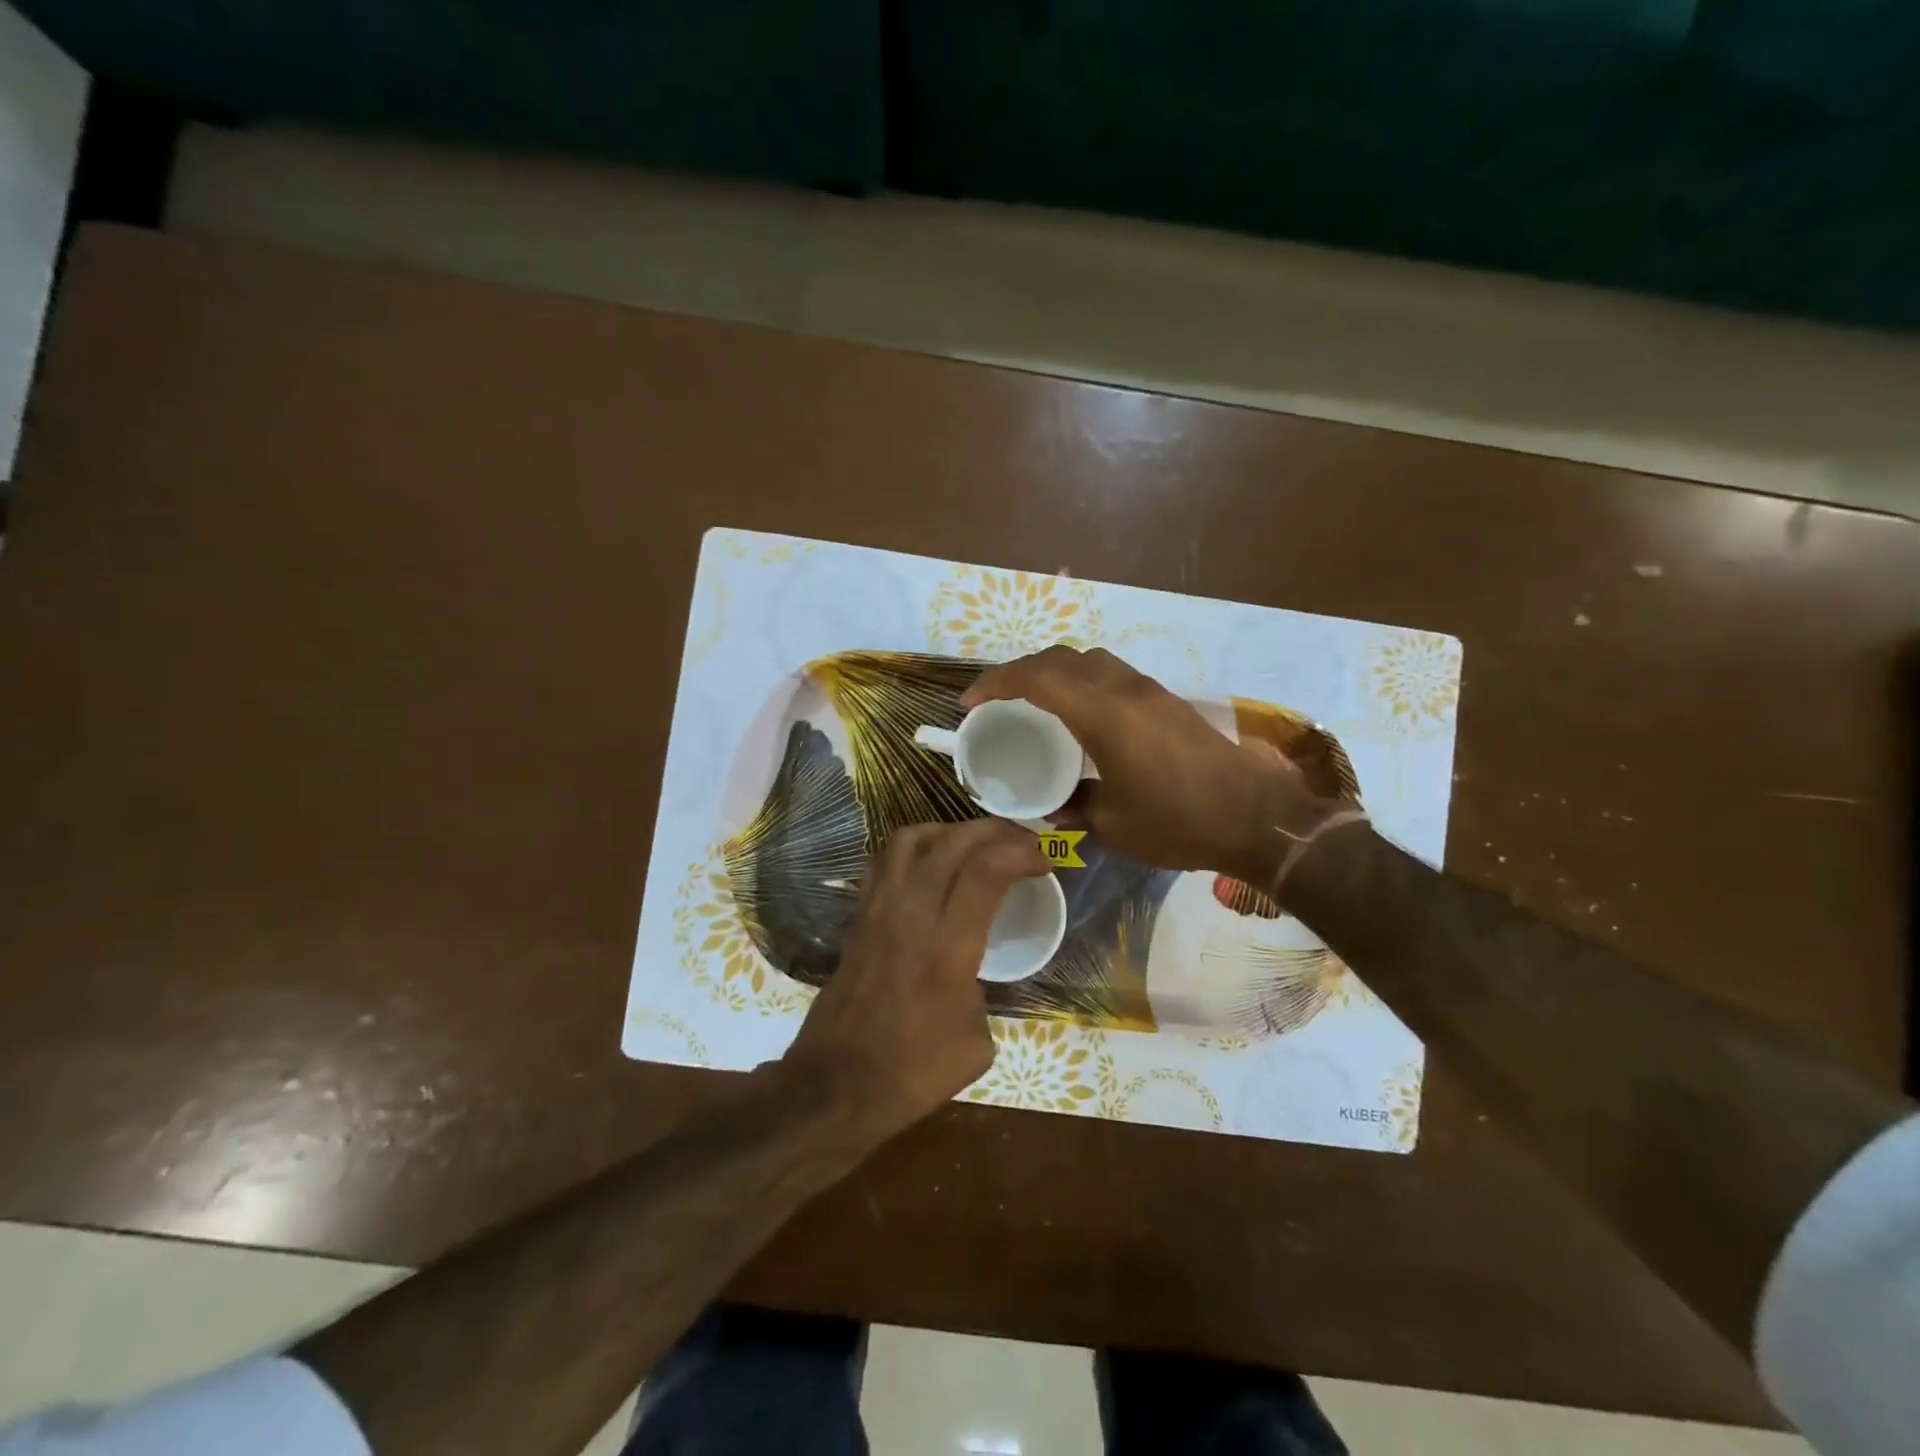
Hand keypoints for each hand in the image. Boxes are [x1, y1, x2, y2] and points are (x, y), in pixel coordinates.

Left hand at [782, 818, 1049, 1142]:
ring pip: (911, 839)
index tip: (1044, 861)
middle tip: (1019, 841)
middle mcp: (912, 914)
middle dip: (994, 831)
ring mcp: (879, 910)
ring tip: (974, 844)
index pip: (987, 871)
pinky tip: (929, 864)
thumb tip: (974, 974)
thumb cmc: (913, 1072)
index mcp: (949, 947)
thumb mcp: (977, 1043)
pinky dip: (912, 848)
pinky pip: (883, 861)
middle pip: (953, 842)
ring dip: (950, 830)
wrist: (836, 1085)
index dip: (1022, 853)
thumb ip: (983, 992)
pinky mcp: (858, 917)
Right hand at [962, 646, 1336, 880]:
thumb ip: (1075, 810)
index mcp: (1103, 714)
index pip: (1037, 677)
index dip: (997, 683)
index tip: (971, 702)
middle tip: (998, 700)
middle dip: (1021, 671)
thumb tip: (1054, 808)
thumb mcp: (1114, 825)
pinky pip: (1112, 674)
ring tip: (1036, 702)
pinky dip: (1083, 681)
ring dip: (1055, 672)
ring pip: (1090, 660)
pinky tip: (1082, 715)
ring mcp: (1150, 691)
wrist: (1258, 817)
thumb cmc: (1179, 822)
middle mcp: (1124, 689)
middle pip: (1061, 658)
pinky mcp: (1168, 701)